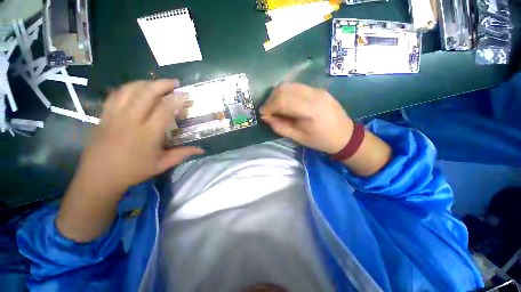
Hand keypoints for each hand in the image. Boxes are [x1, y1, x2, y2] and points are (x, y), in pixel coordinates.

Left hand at [77, 79, 203, 193]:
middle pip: (146, 93)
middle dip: (162, 84)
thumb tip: (201, 150)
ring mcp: (115, 115)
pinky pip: (116, 94)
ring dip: (146, 83)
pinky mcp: (104, 115)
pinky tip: (136, 89)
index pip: (165, 109)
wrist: (99, 176)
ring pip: (130, 90)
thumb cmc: (133, 171)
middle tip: (174, 82)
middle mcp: (131, 120)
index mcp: (148, 133)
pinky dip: (128, 88)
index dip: (177, 99)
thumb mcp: (162, 164)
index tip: (185, 94)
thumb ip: (183, 154)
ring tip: (157, 83)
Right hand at [260, 83, 352, 153]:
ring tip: (274, 106)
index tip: (262, 114)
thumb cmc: (320, 140)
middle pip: (284, 89)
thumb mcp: (298, 137)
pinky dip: (287, 93)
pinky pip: (298, 87)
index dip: (269, 107)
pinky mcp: (319, 89)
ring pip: (290, 85)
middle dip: (271, 99)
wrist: (344, 135)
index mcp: (309, 111)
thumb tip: (266, 117)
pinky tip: (285, 102)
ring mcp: (317, 90)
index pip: (282, 101)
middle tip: (267, 110)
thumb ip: (280, 126)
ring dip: (278, 95)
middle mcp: (313, 95)